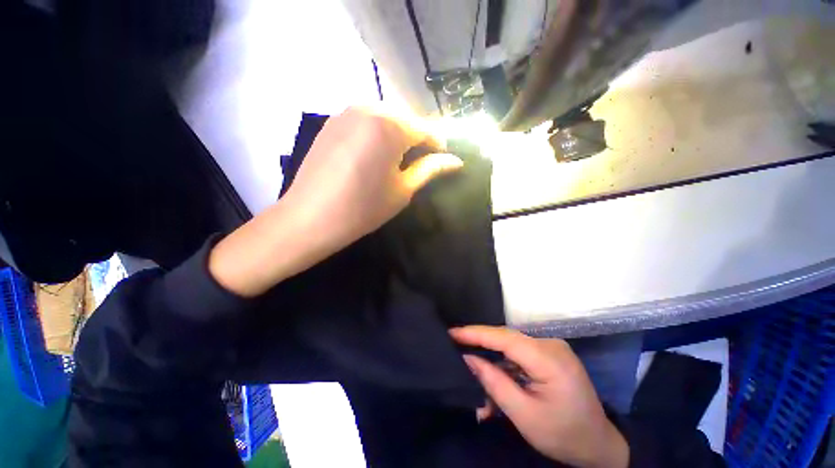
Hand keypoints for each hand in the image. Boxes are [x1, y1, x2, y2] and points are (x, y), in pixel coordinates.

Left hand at [283, 106, 462, 246]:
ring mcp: (346, 112)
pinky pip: (365, 121)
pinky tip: (374, 155)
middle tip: (420, 162)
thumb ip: (430, 169)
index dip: (438, 145)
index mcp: (390, 125)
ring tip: (397, 160)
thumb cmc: (364, 207)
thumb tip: (455, 161)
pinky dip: (377, 134)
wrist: (311, 218)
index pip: (426, 128)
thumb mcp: (403, 189)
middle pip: (406, 119)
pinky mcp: (332, 122)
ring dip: (397, 136)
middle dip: (417, 139)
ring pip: (385, 118)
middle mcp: (368, 107)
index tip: (443, 160)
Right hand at [450, 326, 628, 467]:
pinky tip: (495, 381)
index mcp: (549, 359)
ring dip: (493, 362)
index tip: (452, 332)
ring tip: (475, 375)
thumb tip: (468, 359)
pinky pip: (519, 355)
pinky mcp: (549, 355)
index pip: (505, 338)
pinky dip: (505, 366)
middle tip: (455, 347)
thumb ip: (494, 383)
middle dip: (480, 344)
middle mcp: (550, 345)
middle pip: (506, 339)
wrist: (599, 446)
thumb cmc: (564, 435)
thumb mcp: (524, 416)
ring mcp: (551, 348)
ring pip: (511, 347)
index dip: (476, 333)